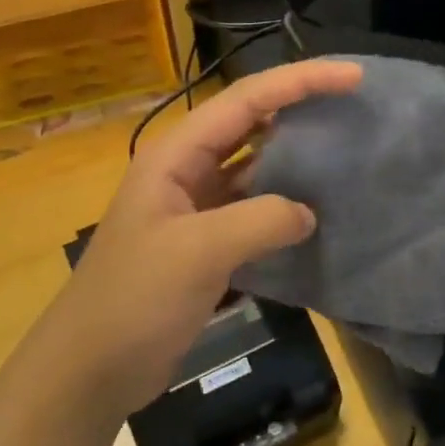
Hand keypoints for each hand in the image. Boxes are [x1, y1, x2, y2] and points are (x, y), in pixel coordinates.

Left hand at [34, 59, 363, 422]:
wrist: (90, 369)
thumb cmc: (134, 300)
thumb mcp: (198, 252)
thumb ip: (260, 221)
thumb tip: (308, 212)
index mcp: (176, 156)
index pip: (246, 100)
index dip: (300, 81)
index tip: (353, 76)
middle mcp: (186, 171)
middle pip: (251, 123)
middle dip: (300, 107)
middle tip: (353, 104)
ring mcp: (195, 208)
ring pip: (254, 167)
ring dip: (294, 157)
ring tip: (344, 150)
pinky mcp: (205, 245)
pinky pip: (253, 210)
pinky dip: (284, 206)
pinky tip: (316, 213)